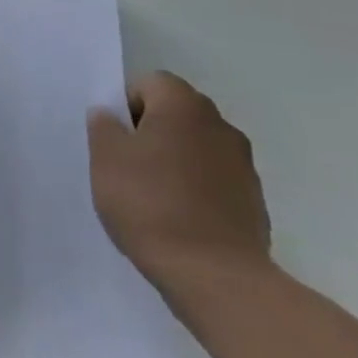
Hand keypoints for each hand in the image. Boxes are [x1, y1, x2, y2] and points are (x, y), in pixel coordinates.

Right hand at [88, 71, 271, 295]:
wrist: (214, 275)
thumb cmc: (150, 204)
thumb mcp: (106, 159)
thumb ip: (104, 127)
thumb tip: (111, 116)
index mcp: (184, 106)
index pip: (151, 82)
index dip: (127, 104)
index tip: (115, 137)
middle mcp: (220, 126)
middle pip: (177, 112)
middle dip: (152, 130)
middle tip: (127, 163)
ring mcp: (243, 164)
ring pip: (198, 146)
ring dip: (176, 159)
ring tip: (152, 194)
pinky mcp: (254, 201)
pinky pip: (216, 179)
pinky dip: (197, 188)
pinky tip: (179, 217)